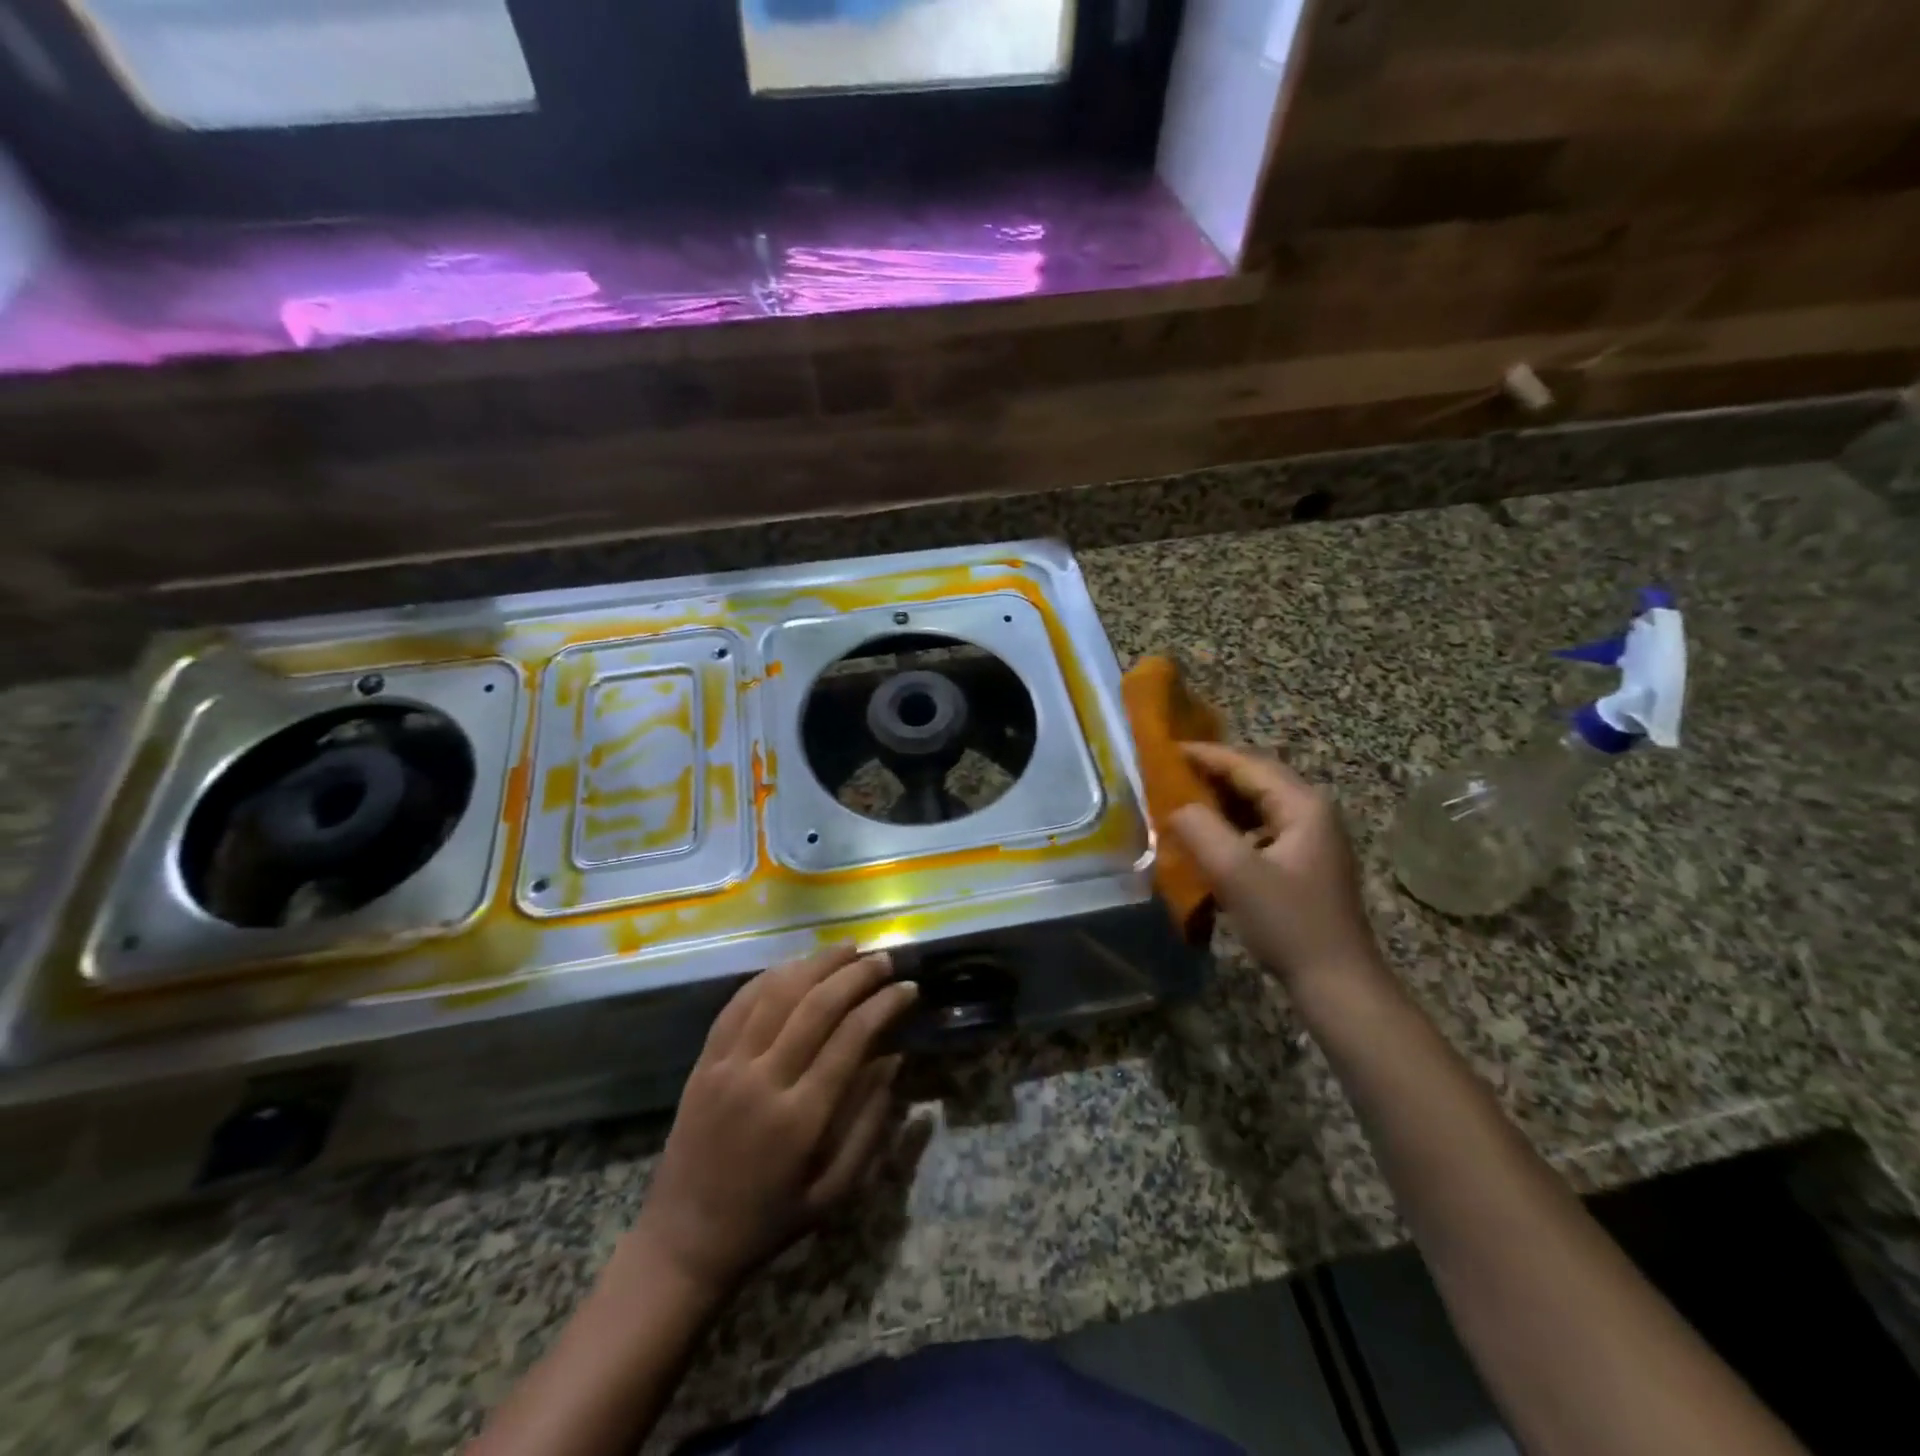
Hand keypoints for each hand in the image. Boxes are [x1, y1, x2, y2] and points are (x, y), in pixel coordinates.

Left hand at [630, 945, 918, 1300]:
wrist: (683, 1242)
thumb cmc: (768, 1222)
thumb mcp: (834, 1191)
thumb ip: (869, 1124)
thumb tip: (895, 1059)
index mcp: (801, 1118)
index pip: (851, 1038)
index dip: (884, 1005)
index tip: (908, 988)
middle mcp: (762, 1080)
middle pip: (816, 1005)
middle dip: (855, 975)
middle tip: (883, 958)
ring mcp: (727, 1066)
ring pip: (776, 994)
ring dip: (814, 964)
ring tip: (846, 948)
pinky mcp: (703, 1062)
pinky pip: (737, 1004)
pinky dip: (769, 977)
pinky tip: (793, 965)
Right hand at [1169, 743, 1381, 988]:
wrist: (1336, 983)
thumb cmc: (1288, 923)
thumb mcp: (1235, 873)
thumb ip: (1199, 829)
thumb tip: (1174, 807)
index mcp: (1303, 805)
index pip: (1247, 765)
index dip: (1205, 755)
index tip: (1166, 751)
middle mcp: (1312, 813)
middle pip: (1255, 779)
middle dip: (1212, 774)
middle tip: (1168, 773)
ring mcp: (1311, 839)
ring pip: (1257, 805)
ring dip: (1220, 801)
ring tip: (1180, 800)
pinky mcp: (1303, 864)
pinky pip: (1260, 829)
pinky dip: (1231, 826)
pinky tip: (1207, 839)